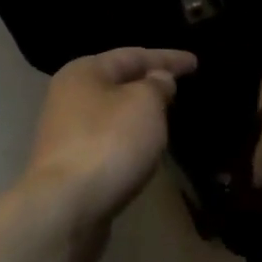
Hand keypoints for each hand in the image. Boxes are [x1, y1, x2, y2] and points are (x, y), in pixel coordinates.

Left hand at [24, 47, 197, 231]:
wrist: (67, 205)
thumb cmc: (109, 143)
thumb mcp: (144, 104)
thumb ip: (156, 86)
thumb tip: (157, 80)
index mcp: (84, 72)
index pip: (133, 55)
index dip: (167, 57)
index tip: (195, 62)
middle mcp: (69, 96)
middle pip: (117, 81)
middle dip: (148, 82)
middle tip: (179, 86)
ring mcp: (66, 132)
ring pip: (111, 112)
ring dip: (137, 111)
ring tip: (165, 114)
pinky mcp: (71, 164)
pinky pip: (108, 139)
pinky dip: (128, 137)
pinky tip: (143, 146)